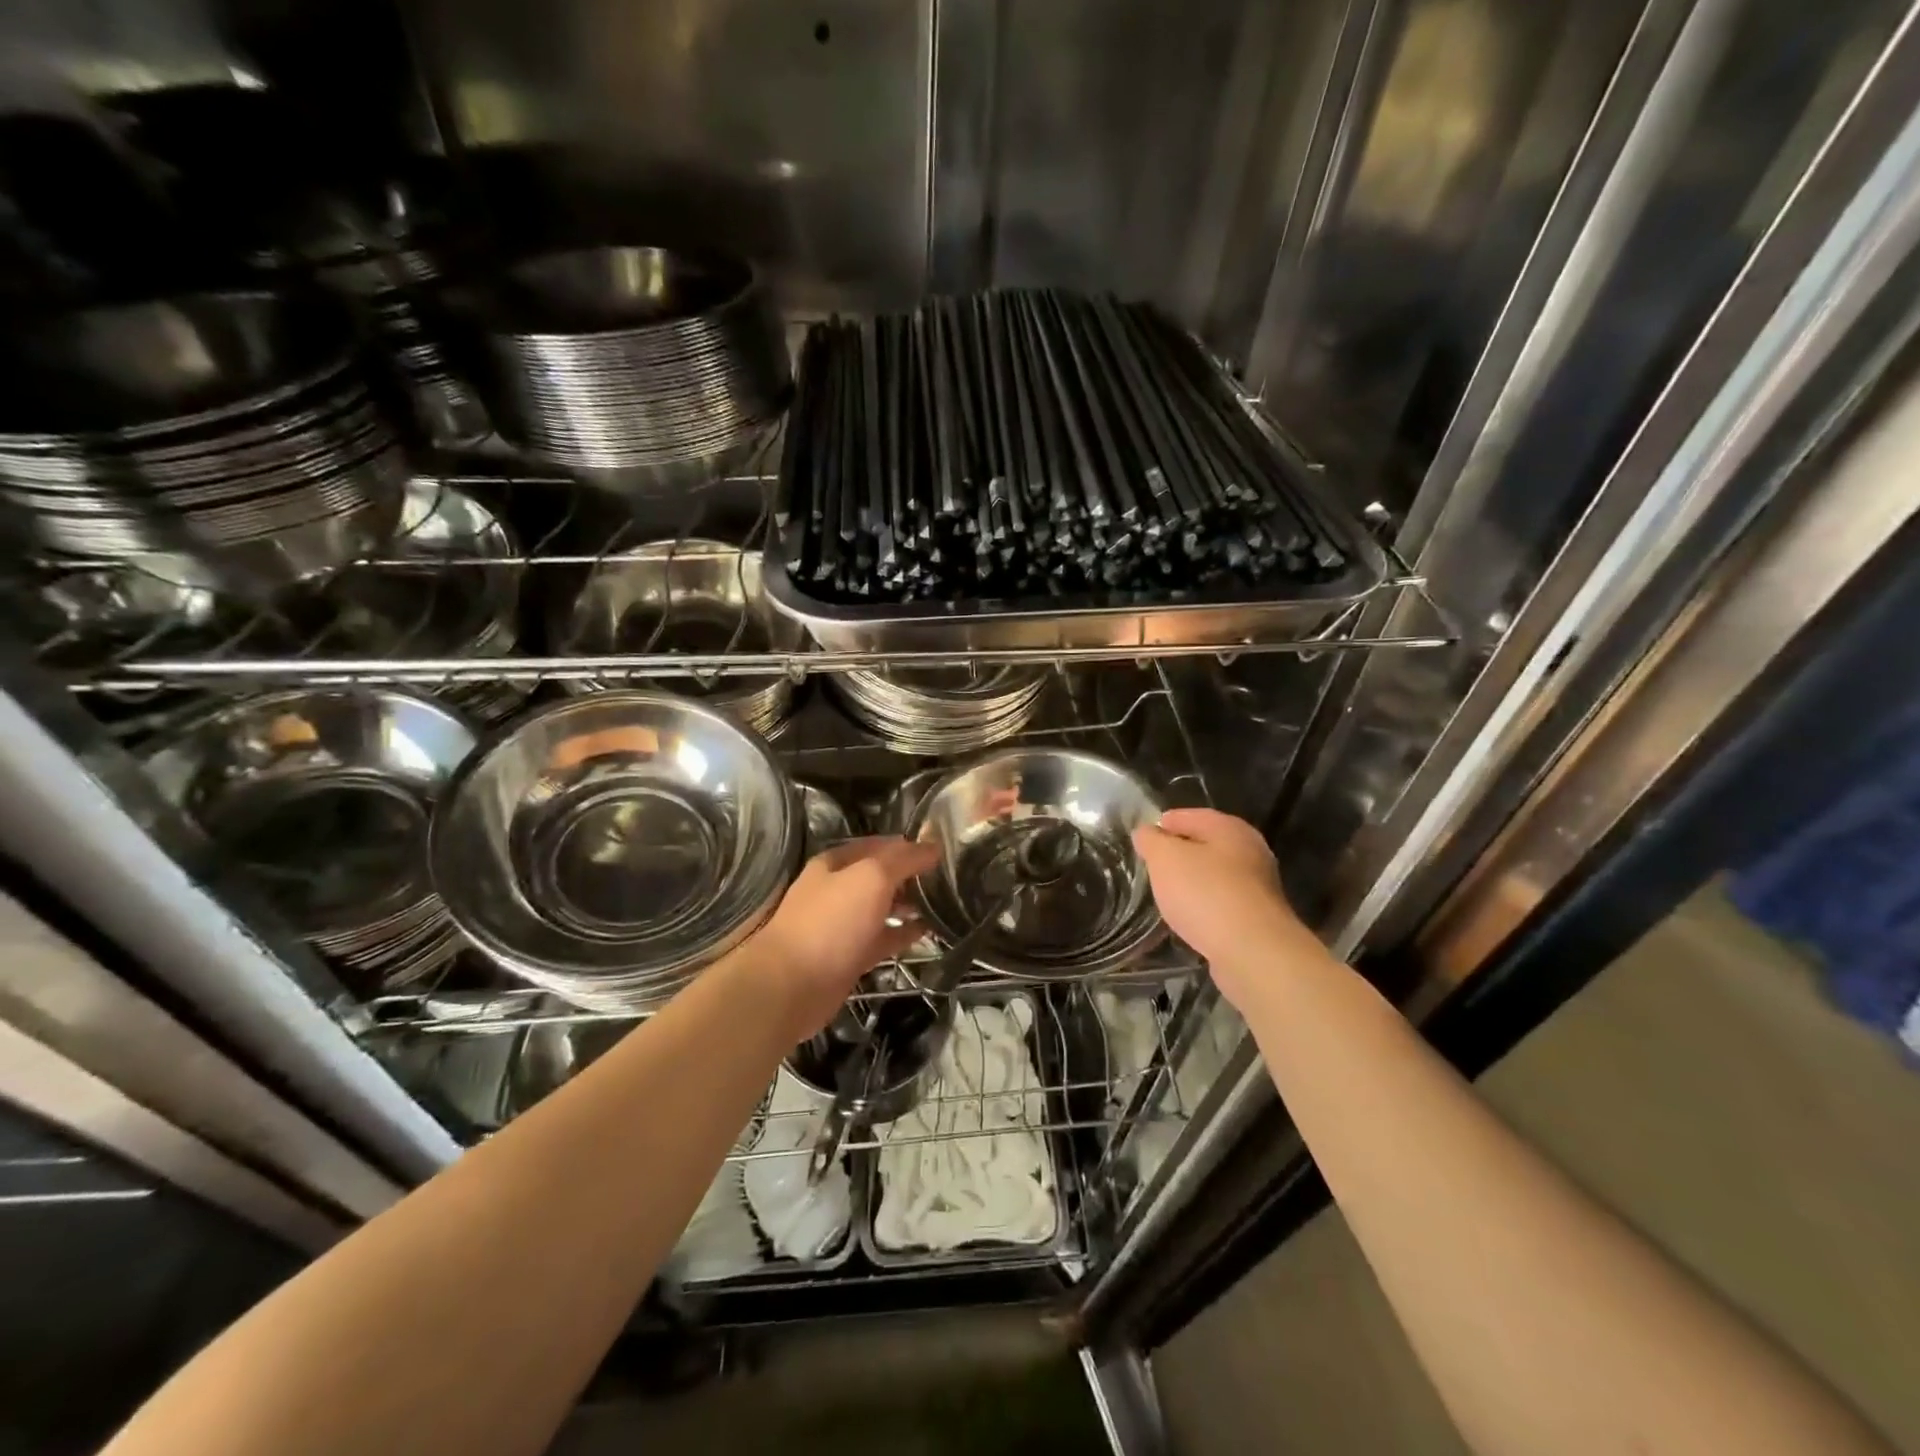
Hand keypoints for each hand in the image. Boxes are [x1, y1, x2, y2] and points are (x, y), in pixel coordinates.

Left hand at [750, 836, 939, 1038]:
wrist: (791, 986)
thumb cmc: (831, 922)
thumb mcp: (871, 878)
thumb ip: (904, 860)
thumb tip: (933, 845)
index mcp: (836, 863)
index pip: (880, 845)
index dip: (910, 845)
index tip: (944, 851)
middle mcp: (838, 889)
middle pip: (881, 876)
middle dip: (912, 875)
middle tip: (950, 878)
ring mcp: (843, 925)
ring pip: (882, 907)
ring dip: (910, 904)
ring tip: (945, 902)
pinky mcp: (850, 956)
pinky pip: (883, 938)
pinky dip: (904, 933)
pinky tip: (929, 930)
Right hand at [1132, 809, 1313, 1012]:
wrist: (1253, 952)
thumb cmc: (1206, 894)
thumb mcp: (1165, 859)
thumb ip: (1151, 841)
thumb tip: (1146, 832)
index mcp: (1230, 828)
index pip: (1189, 816)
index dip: (1163, 824)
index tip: (1142, 839)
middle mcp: (1250, 851)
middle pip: (1206, 845)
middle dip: (1179, 854)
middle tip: (1152, 866)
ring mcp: (1258, 886)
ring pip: (1215, 875)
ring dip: (1192, 882)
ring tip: (1166, 894)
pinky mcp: (1258, 918)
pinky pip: (1223, 903)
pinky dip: (1205, 907)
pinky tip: (1189, 919)